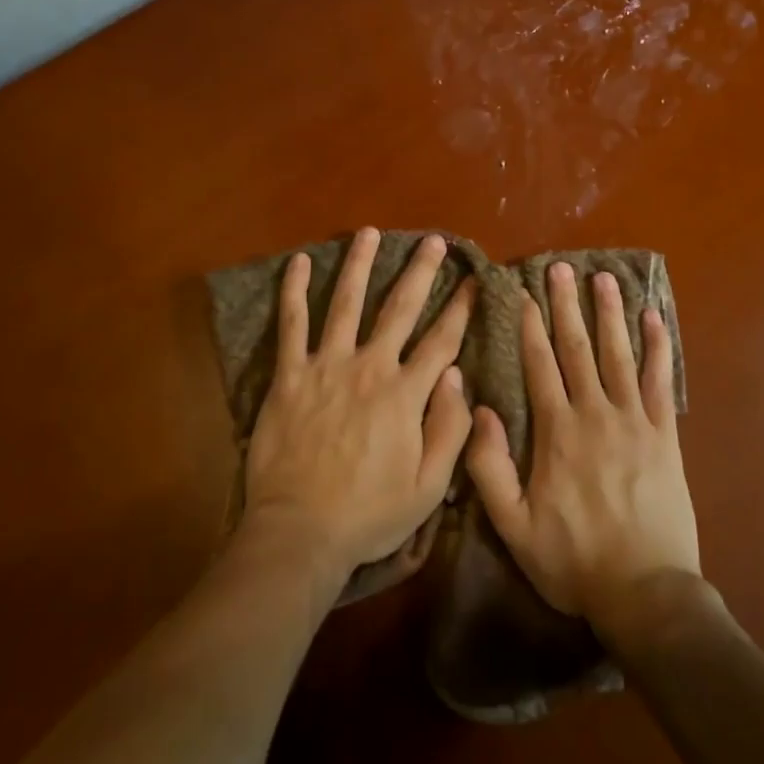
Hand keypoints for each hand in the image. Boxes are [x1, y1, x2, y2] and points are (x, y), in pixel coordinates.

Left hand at [243, 228, 475, 585]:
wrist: (301, 531)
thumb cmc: (369, 514)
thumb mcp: (428, 487)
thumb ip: (449, 430)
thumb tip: (456, 377)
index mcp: (405, 394)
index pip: (441, 341)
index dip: (460, 308)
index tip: (473, 280)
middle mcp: (369, 367)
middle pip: (399, 308)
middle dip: (420, 271)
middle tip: (434, 241)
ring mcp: (326, 366)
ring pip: (345, 303)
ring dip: (359, 264)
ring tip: (370, 232)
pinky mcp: (290, 375)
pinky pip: (291, 325)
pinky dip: (293, 291)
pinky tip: (298, 261)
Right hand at [466, 263, 699, 631]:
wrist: (646, 593)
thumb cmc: (573, 559)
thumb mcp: (513, 525)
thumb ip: (489, 467)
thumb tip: (479, 411)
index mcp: (556, 432)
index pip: (540, 365)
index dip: (531, 326)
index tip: (525, 293)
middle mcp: (594, 414)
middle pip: (578, 348)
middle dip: (567, 305)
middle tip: (561, 267)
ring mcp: (633, 421)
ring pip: (618, 354)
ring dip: (610, 313)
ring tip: (604, 277)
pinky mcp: (664, 436)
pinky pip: (659, 382)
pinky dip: (658, 348)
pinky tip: (655, 318)